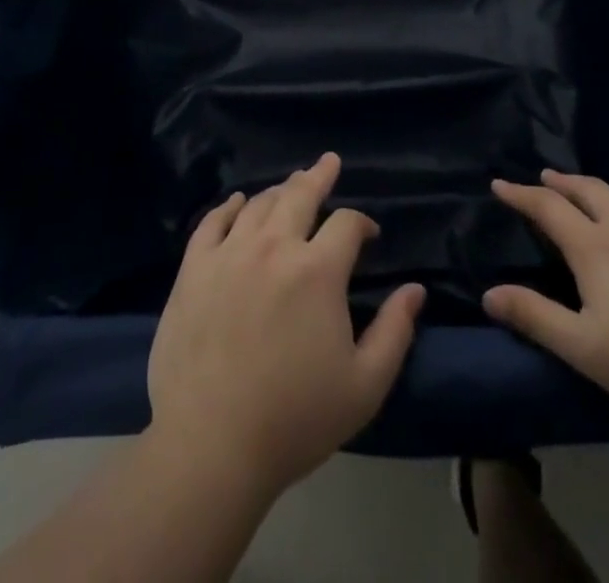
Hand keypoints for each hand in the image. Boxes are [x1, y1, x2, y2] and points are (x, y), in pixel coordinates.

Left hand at [147, 153, 425, 495]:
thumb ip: (395, 331)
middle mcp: (274, 246)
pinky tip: (237, 202)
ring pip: (258, 204)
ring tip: (289, 186)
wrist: (212, 445)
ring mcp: (228, 253)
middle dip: (319, 175)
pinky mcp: (193, 268)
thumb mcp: (364, 385)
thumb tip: (415, 289)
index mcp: (317, 270)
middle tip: (328, 162)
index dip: (363, 222)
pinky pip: (212, 222)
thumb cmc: (295, 419)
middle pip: (299, 194)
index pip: (347, 223)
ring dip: (279, 191)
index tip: (369, 234)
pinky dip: (228, 206)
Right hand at [484, 171, 608, 434]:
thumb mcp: (586, 350)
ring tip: (594, 197)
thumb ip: (536, 317)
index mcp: (596, 248)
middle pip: (589, 189)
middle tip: (546, 179)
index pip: (548, 207)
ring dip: (603, 192)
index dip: (520, 194)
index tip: (499, 184)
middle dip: (561, 182)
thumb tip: (489, 294)